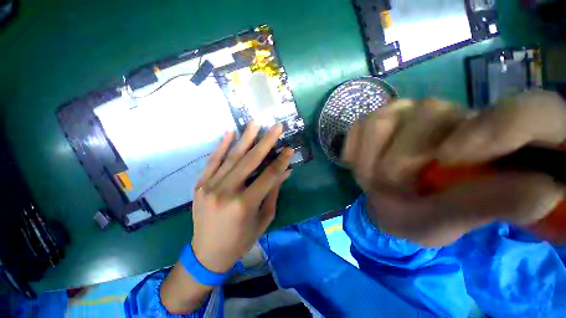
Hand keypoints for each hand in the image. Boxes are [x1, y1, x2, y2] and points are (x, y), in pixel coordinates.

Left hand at [191, 122, 292, 271]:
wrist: (208, 253)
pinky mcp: (200, 185)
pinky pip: (213, 161)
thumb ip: (273, 192)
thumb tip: (285, 171)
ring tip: (255, 123)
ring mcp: (210, 187)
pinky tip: (230, 132)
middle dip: (266, 142)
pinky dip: (222, 146)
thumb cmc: (241, 240)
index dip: (281, 161)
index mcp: (244, 205)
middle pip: (250, 161)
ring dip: (245, 138)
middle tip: (276, 127)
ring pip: (232, 157)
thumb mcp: (263, 218)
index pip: (268, 176)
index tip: (290, 149)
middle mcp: (226, 192)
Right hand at [343, 91, 565, 246]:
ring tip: (370, 178)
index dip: (497, 127)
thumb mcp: (454, 219)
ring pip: (383, 119)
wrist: (384, 200)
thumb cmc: (421, 215)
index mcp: (494, 137)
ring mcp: (408, 111)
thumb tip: (547, 192)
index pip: (527, 110)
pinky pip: (359, 127)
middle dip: (397, 160)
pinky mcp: (376, 118)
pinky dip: (353, 149)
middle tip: (388, 188)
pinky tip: (357, 163)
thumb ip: (491, 204)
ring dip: (369, 156)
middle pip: (426, 115)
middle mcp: (453, 112)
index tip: (449, 160)